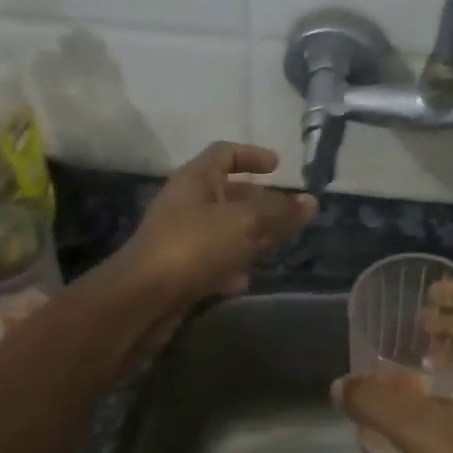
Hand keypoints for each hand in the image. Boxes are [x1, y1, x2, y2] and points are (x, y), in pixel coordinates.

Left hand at [117, 142, 316, 309]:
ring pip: (222, 229)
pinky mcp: (178, 270)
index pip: (225, 153)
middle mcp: (185, 203)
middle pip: (227, 193)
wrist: (142, 300)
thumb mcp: (245, 222)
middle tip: (288, 214)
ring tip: (276, 246)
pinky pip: (211, 261)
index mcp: (195, 179)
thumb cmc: (194, 246)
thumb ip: (280, 211)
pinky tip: (246, 280)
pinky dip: (230, 266)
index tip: (279, 167)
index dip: (252, 155)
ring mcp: (179, 238)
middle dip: (260, 202)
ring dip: (249, 235)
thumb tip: (310, 202)